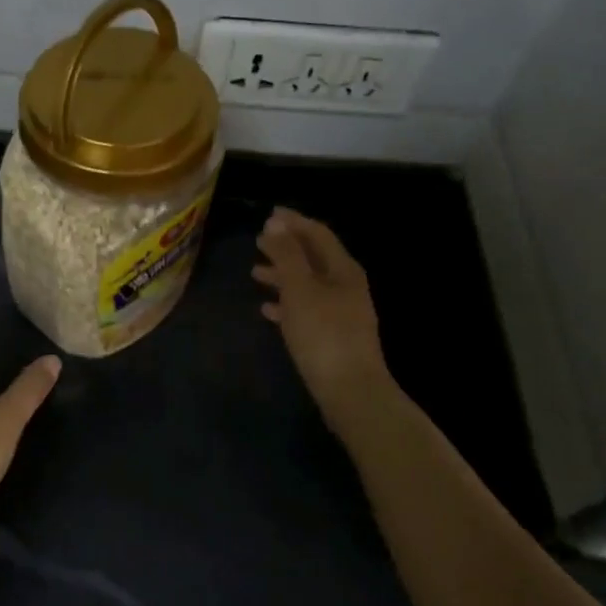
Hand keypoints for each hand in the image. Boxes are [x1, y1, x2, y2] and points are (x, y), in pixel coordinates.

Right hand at [253, 207, 390, 424]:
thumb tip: (276, 222)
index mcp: (343, 270)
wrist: (350, 392)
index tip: (269, 214)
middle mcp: (346, 287)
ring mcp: (341, 314)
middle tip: (258, 241)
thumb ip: (287, 255)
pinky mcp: (332, 338)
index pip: (318, 234)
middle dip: (286, 247)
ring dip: (283, 275)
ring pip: (308, 285)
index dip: (294, 222)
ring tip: (255, 273)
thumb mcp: (300, 289)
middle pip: (313, 258)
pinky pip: (306, 311)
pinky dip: (286, 304)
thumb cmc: (323, 334)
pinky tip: (267, 310)